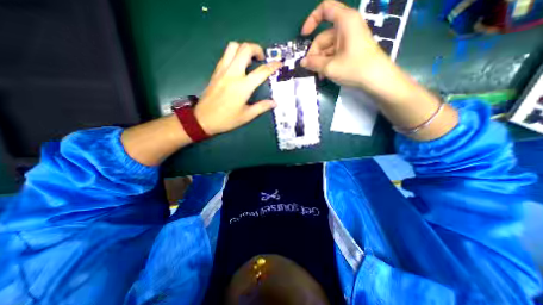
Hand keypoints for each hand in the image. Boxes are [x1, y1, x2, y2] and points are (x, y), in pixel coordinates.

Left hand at [194, 41, 283, 134]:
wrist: (203, 119)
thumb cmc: (227, 119)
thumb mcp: (247, 116)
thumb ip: (261, 107)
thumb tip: (274, 103)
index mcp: (243, 86)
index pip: (261, 71)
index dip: (273, 66)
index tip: (279, 63)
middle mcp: (233, 73)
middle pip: (245, 49)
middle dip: (257, 49)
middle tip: (262, 59)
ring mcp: (222, 70)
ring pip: (233, 47)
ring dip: (244, 49)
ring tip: (250, 60)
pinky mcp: (216, 71)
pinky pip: (226, 55)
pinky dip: (234, 54)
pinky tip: (238, 65)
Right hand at [302, 0, 394, 93]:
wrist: (377, 79)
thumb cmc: (354, 68)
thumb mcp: (330, 67)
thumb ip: (313, 63)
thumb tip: (302, 62)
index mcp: (345, 21)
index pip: (325, 9)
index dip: (311, 20)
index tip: (304, 36)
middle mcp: (347, 26)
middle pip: (323, 36)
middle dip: (315, 53)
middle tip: (311, 69)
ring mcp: (349, 39)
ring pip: (327, 47)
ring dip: (320, 61)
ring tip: (320, 75)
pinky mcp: (350, 49)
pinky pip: (334, 53)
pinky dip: (327, 63)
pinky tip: (325, 74)